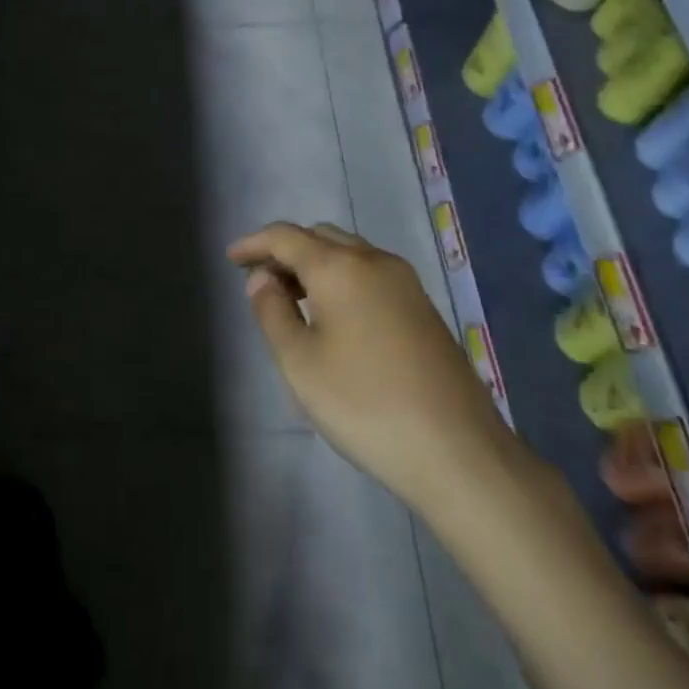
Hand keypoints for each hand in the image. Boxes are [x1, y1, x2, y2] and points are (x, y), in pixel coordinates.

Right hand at [228, 222, 513, 514]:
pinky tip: (332, 314)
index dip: (254, 244)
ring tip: (291, 297)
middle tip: (259, 280)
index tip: (231, 259)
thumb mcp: (299, 362)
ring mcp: (406, 284)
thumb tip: (262, 279)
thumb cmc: (364, 404)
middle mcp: (375, 261)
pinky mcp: (423, 308)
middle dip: (285, 251)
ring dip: (315, 263)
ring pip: (349, 253)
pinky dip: (341, 278)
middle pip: (320, 237)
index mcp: (340, 267)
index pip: (286, 237)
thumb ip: (272, 311)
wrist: (458, 451)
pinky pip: (370, 274)